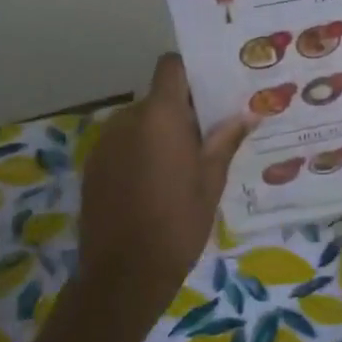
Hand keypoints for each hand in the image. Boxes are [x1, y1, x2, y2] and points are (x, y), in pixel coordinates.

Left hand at [78, 54, 251, 317]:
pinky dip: (140, 152)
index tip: (212, 92)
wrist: (124, 273)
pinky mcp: (93, 165)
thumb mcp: (211, 181)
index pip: (171, 67)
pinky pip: (123, 144)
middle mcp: (127, 119)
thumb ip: (225, 140)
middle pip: (158, 98)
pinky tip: (155, 185)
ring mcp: (105, 142)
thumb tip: (248, 114)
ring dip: (160, 133)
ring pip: (140, 122)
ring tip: (182, 166)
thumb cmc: (178, 222)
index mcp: (160, 116)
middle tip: (208, 137)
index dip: (191, 73)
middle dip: (181, 111)